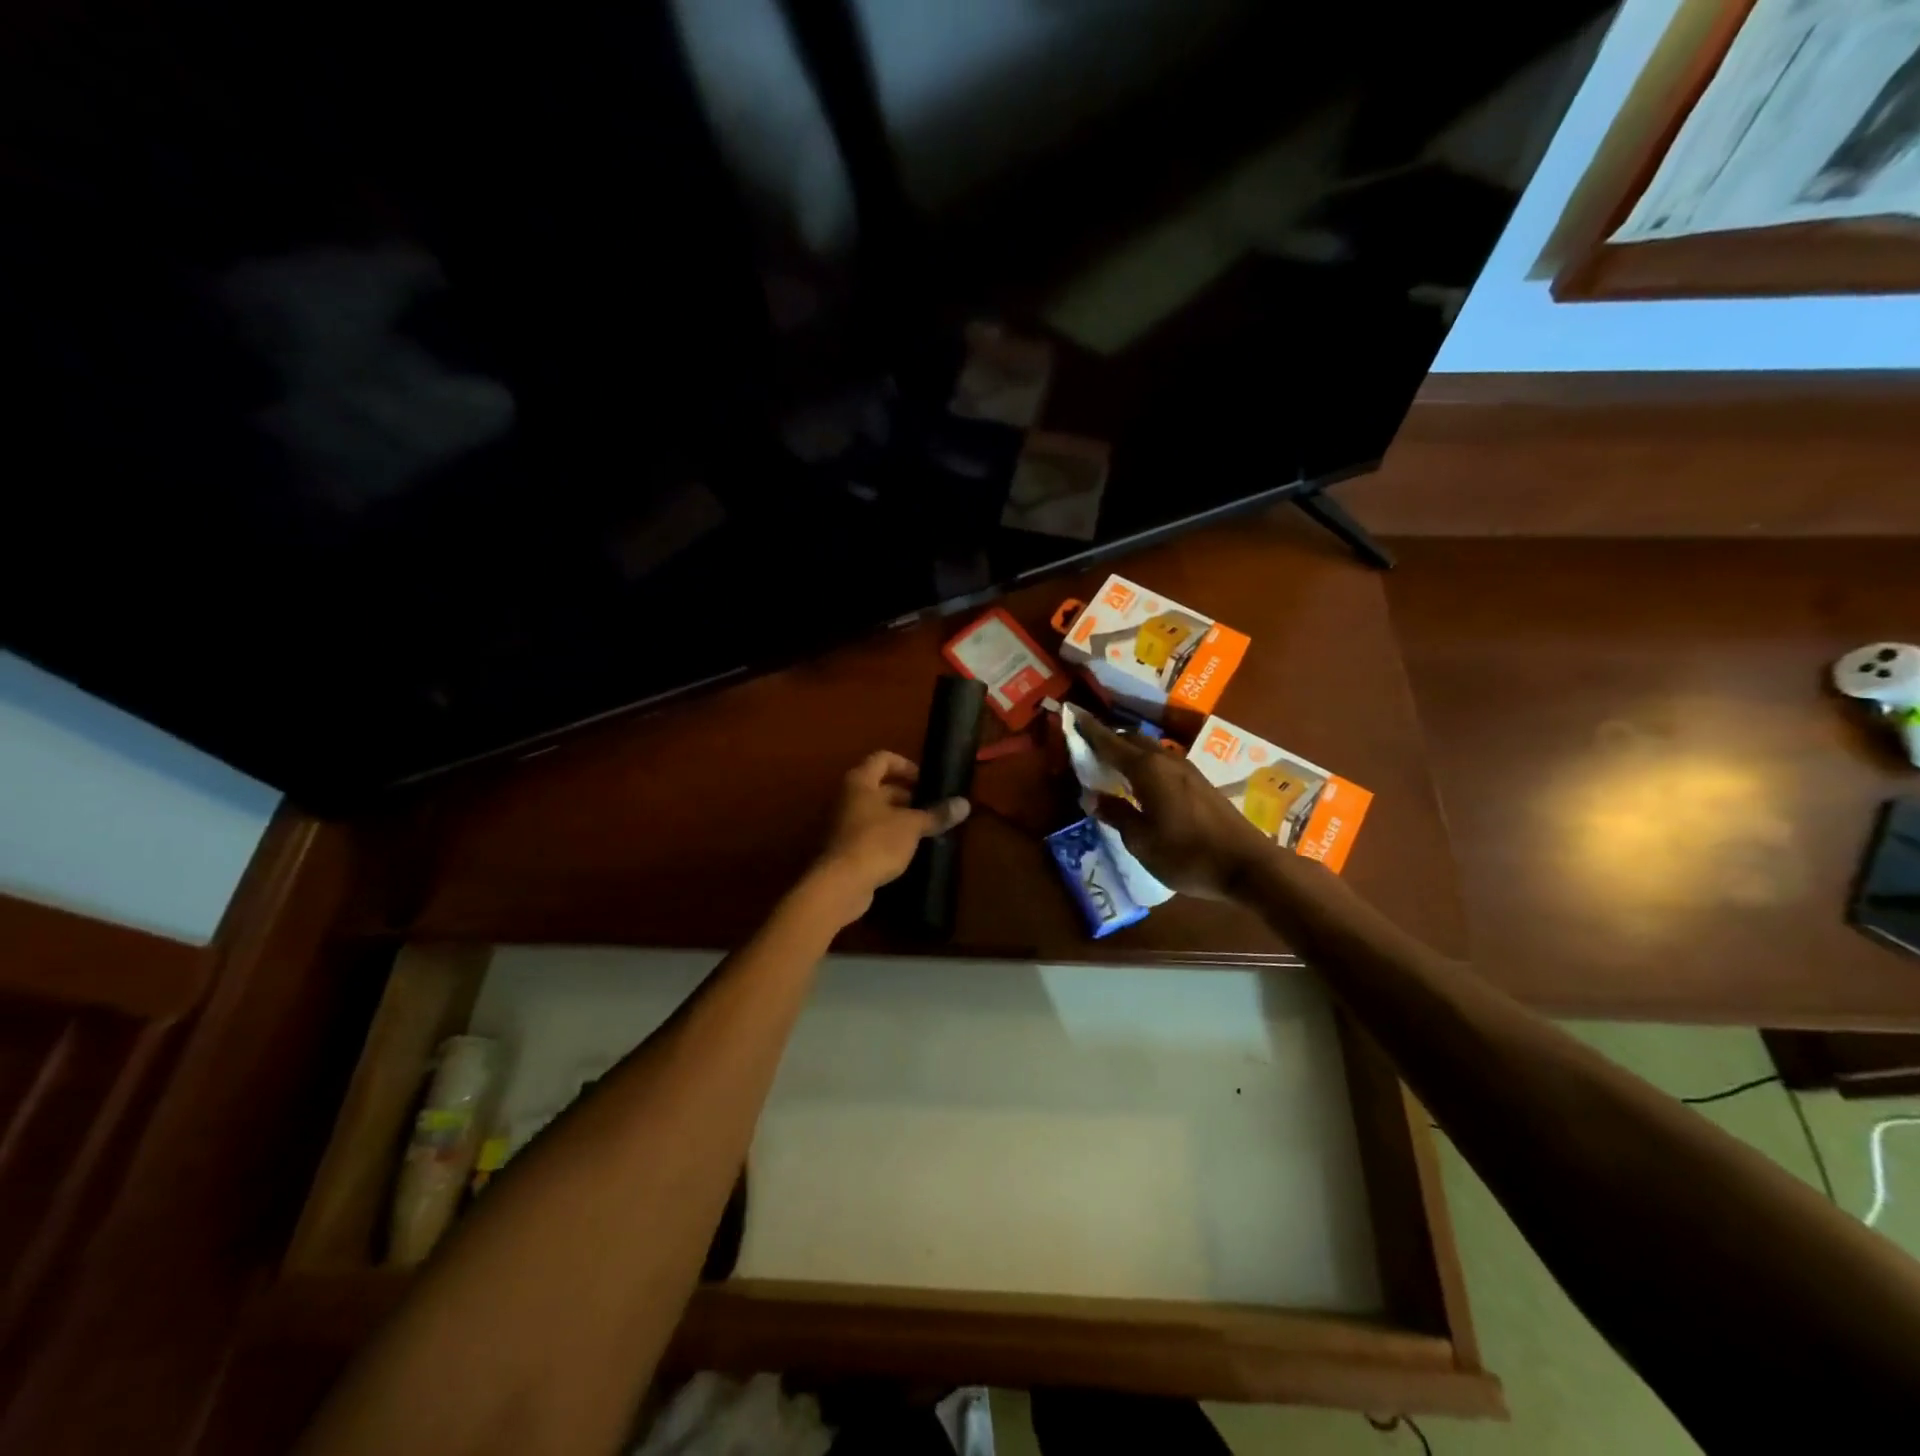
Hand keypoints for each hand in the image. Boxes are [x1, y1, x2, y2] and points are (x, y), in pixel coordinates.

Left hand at [811, 751, 970, 917]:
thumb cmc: (876, 842)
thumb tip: (964, 804)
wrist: (840, 884)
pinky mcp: (843, 847)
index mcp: (860, 781)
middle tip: (930, 809)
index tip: (926, 782)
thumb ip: (936, 814)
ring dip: (898, 818)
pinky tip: (906, 851)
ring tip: (924, 830)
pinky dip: (887, 836)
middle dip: (907, 796)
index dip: (906, 766)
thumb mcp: (912, 826)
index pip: (883, 758)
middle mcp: (846, 797)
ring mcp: (841, 823)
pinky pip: (868, 833)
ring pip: (875, 812)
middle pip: (879, 787)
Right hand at [1077, 717, 1273, 899]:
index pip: (1110, 742)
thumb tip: (1093, 798)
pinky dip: (1145, 763)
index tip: (1072, 715)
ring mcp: (1187, 770)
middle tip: (1088, 747)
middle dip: (1109, 738)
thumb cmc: (1187, 855)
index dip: (1089, 730)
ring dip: (1129, 750)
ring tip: (1112, 764)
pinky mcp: (1200, 783)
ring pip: (1151, 749)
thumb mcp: (1141, 842)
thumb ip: (1116, 815)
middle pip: (1132, 739)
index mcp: (1147, 770)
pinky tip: (1142, 782)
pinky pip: (1164, 762)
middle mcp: (1167, 760)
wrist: (1248, 866)